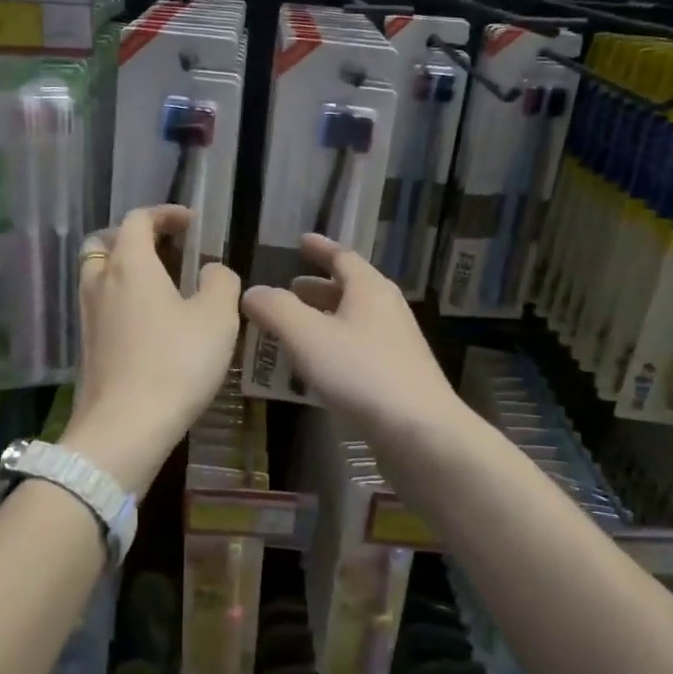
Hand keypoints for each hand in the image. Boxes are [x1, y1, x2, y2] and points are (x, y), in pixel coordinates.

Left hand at [65, 205, 240, 495]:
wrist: (125, 428)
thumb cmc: (175, 363)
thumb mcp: (216, 318)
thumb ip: (220, 282)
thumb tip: (212, 270)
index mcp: (130, 264)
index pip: (137, 219)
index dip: (165, 214)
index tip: (191, 223)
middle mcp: (100, 282)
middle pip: (105, 242)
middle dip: (133, 237)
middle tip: (165, 250)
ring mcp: (87, 315)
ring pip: (98, 275)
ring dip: (125, 269)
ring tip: (161, 286)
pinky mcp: (86, 346)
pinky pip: (100, 306)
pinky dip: (120, 299)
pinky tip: (149, 323)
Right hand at [241, 234, 462, 444]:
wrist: (420, 431)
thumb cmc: (360, 373)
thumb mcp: (306, 335)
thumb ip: (275, 309)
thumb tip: (252, 292)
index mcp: (369, 289)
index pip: (342, 257)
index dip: (320, 248)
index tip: (301, 242)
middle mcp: (387, 309)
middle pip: (350, 288)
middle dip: (318, 288)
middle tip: (289, 289)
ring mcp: (397, 343)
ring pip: (355, 319)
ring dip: (325, 317)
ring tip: (296, 327)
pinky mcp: (399, 374)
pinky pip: (360, 346)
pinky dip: (335, 344)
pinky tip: (318, 366)